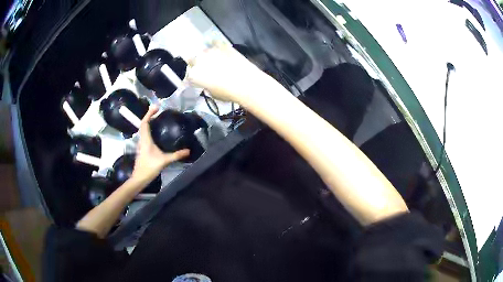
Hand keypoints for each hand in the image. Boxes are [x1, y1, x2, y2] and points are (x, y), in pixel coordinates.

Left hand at [131, 106, 189, 185]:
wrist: (140, 178)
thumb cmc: (150, 167)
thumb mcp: (164, 161)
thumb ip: (176, 155)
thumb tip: (188, 151)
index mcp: (146, 139)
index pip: (145, 123)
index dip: (149, 114)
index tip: (156, 107)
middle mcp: (142, 140)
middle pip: (143, 125)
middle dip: (149, 116)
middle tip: (157, 111)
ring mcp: (141, 145)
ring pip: (143, 130)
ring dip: (148, 123)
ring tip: (156, 119)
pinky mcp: (142, 149)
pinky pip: (144, 135)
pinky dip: (148, 130)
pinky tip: (154, 133)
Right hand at [185, 41, 266, 102]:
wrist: (246, 83)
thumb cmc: (228, 93)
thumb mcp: (213, 93)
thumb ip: (206, 85)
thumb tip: (207, 82)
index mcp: (194, 75)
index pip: (187, 75)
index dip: (192, 77)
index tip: (196, 79)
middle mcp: (198, 60)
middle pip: (192, 59)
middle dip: (196, 64)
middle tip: (204, 69)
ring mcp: (210, 51)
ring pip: (203, 51)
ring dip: (206, 55)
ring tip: (213, 59)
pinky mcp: (222, 45)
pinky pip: (214, 42)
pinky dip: (215, 44)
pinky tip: (218, 48)